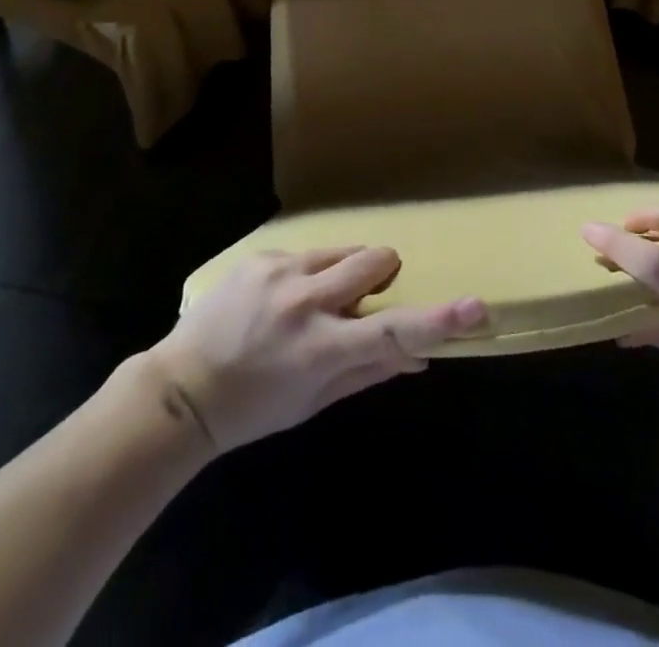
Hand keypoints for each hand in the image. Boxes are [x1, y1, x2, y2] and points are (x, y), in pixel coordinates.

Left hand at [145, 247, 485, 452]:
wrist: (182, 389)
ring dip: (345, 272)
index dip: (438, 320)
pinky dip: (309, 273)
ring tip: (314, 302)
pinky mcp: (261, 256)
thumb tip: (421, 355)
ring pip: (343, 250)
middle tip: (364, 298)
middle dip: (384, 272)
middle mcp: (305, 301)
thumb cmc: (255, 407)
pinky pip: (307, 253)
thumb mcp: (315, 401)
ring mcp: (280, 271)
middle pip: (373, 260)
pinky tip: (279, 301)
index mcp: (321, 349)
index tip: (476, 306)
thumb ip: (370, 370)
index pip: (392, 331)